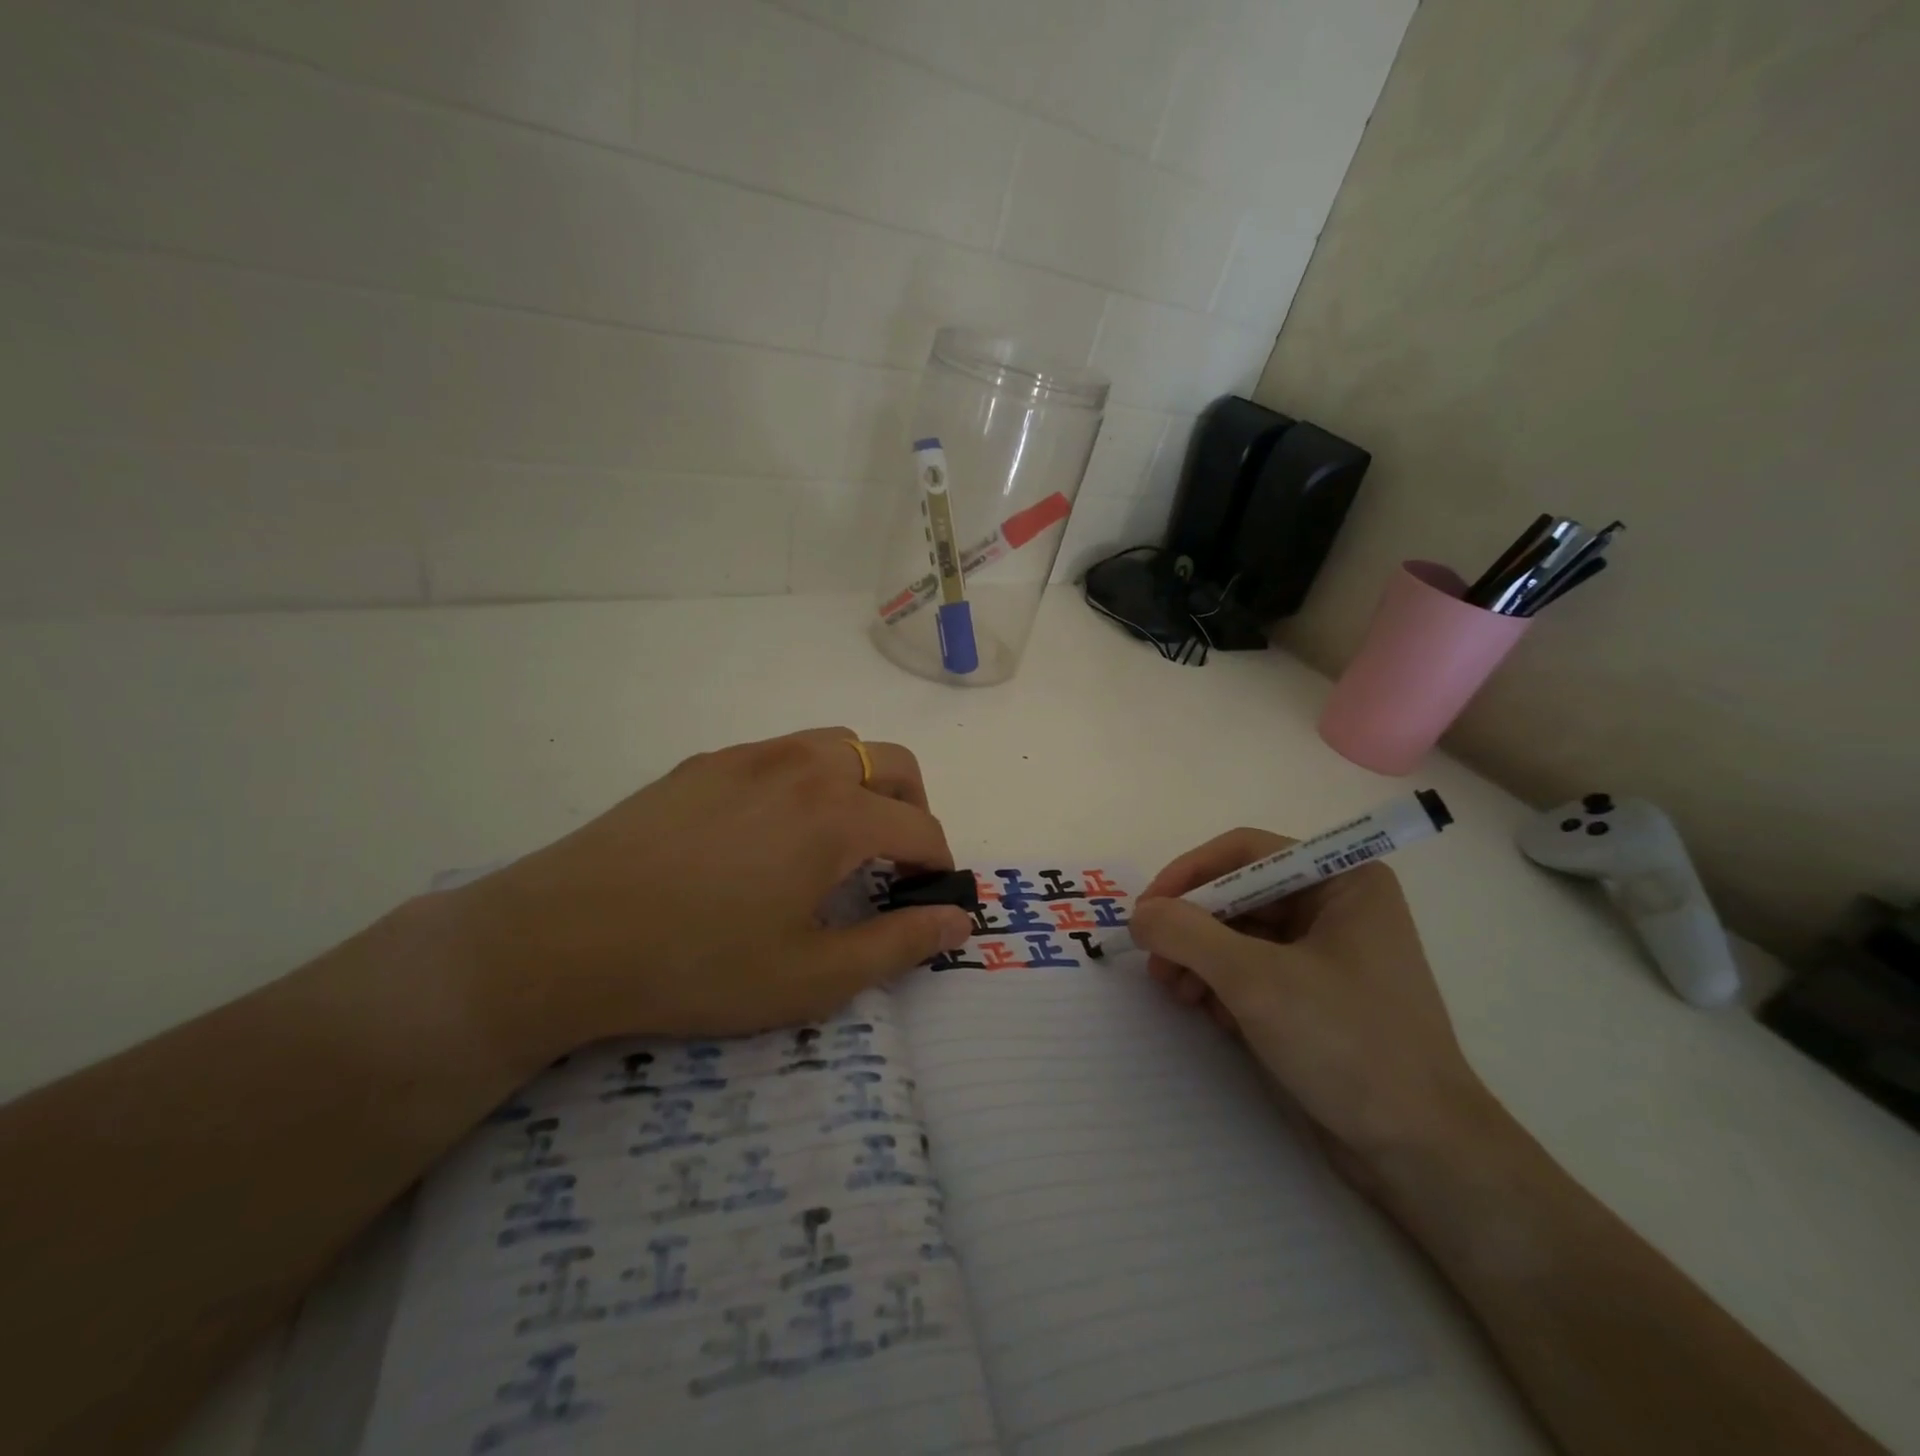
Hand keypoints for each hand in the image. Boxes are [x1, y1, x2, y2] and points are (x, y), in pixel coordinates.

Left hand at [446, 729, 972, 1052]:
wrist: (563, 937)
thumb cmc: (699, 965)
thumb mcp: (812, 977)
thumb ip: (898, 944)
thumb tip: (958, 922)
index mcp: (838, 815)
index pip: (921, 828)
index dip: (938, 865)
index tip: (929, 899)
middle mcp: (803, 767)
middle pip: (893, 763)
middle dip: (913, 808)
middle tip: (895, 862)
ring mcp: (750, 756)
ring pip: (838, 745)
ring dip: (862, 784)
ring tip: (838, 839)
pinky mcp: (705, 762)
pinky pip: (781, 753)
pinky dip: (807, 780)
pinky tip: (769, 832)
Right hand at [1131, 829, 1496, 1184]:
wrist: (1421, 1152)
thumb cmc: (1346, 1043)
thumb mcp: (1255, 980)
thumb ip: (1187, 934)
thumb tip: (1140, 916)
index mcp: (1342, 880)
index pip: (1245, 853)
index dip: (1188, 875)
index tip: (1145, 912)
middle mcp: (1338, 905)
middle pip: (1240, 894)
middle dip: (1192, 928)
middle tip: (1155, 964)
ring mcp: (1330, 952)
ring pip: (1242, 935)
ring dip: (1201, 960)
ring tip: (1177, 994)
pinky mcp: (1319, 994)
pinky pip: (1256, 970)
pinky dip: (1225, 986)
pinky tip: (1214, 1017)